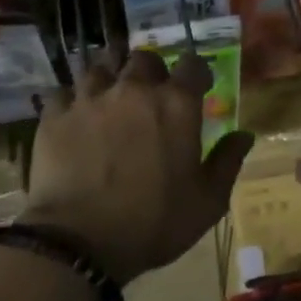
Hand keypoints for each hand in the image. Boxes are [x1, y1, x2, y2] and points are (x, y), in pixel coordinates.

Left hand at [25, 49, 252, 285]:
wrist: (80, 241)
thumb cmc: (154, 222)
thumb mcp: (207, 202)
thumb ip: (228, 162)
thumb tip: (245, 135)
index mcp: (176, 104)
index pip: (192, 64)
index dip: (196, 72)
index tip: (197, 87)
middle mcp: (134, 89)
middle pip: (143, 58)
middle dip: (150, 70)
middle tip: (150, 92)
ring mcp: (91, 98)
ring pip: (100, 66)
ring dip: (109, 76)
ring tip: (109, 95)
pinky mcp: (56, 114)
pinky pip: (63, 91)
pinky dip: (71, 99)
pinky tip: (73, 115)